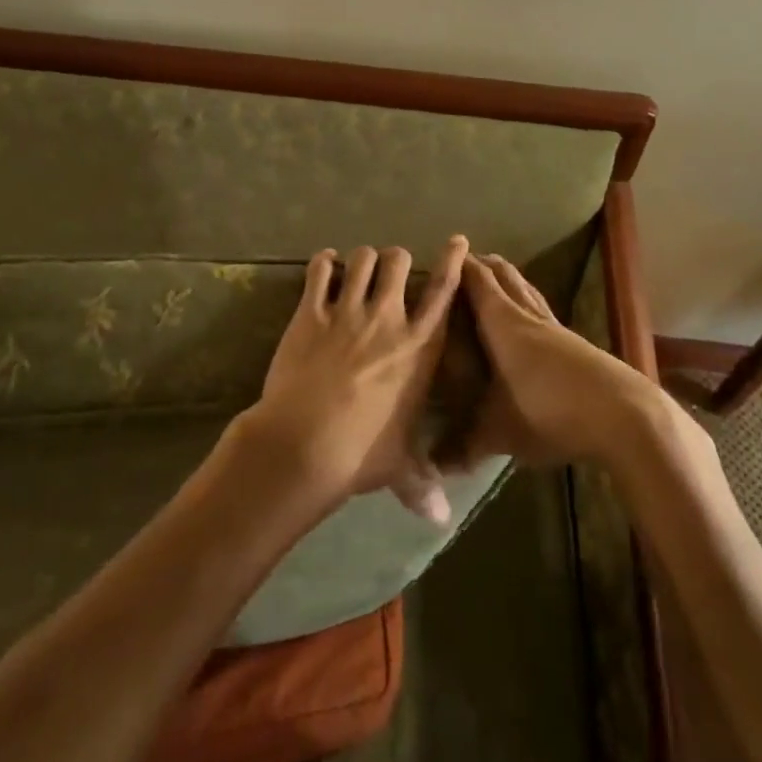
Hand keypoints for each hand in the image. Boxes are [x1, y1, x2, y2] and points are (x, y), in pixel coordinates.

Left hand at [237, 237, 469, 520]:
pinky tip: (324, 265)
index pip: (443, 292)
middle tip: (390, 270)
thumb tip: (441, 520)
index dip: (453, 261)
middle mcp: (388, 318)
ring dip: (362, 259)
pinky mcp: (310, 312)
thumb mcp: (399, 467)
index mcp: (419, 347)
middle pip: (399, 261)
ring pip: (361, 259)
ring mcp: (347, 311)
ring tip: (357, 267)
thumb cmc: (362, 453)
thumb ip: (422, 483)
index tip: (457, 241)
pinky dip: (323, 263)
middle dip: (397, 260)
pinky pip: (319, 271)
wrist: (304, 444)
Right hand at [450, 252, 658, 467]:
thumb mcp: (499, 433)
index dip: (458, 266)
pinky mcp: (576, 343)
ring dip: (509, 280)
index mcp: (502, 322)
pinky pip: (543, 311)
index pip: (476, 280)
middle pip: (504, 276)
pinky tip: (528, 321)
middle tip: (463, 263)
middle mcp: (527, 315)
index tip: (438, 259)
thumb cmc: (548, 411)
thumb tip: (430, 467)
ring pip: (527, 290)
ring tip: (494, 279)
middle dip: (483, 265)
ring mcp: (555, 327)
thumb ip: (463, 448)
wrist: (623, 415)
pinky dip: (528, 304)